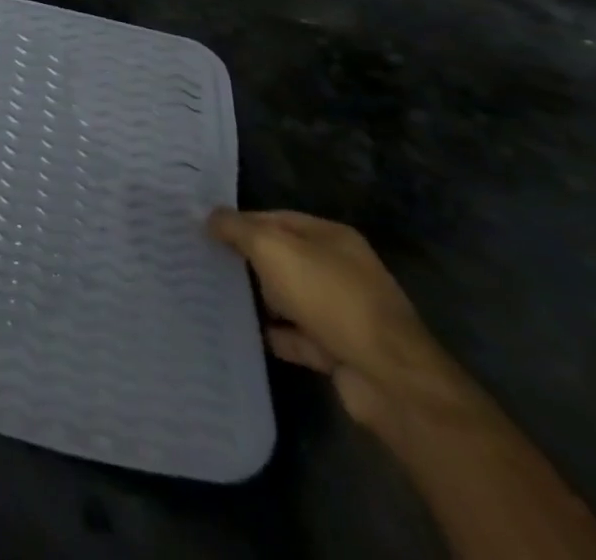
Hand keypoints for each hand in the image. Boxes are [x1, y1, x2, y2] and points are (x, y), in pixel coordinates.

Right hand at [208, 209, 460, 427]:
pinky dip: (277, 335)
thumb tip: (210, 217)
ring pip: (290, 298)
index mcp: (332, 237)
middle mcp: (341, 270)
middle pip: (283, 258)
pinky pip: (299, 337)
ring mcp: (344, 313)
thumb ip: (236, 228)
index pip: (276, 218)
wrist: (389, 379)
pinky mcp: (342, 350)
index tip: (205, 230)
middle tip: (206, 261)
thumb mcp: (272, 248)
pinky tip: (248, 332)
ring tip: (219, 296)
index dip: (241, 222)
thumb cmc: (329, 297)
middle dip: (248, 260)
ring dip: (262, 300)